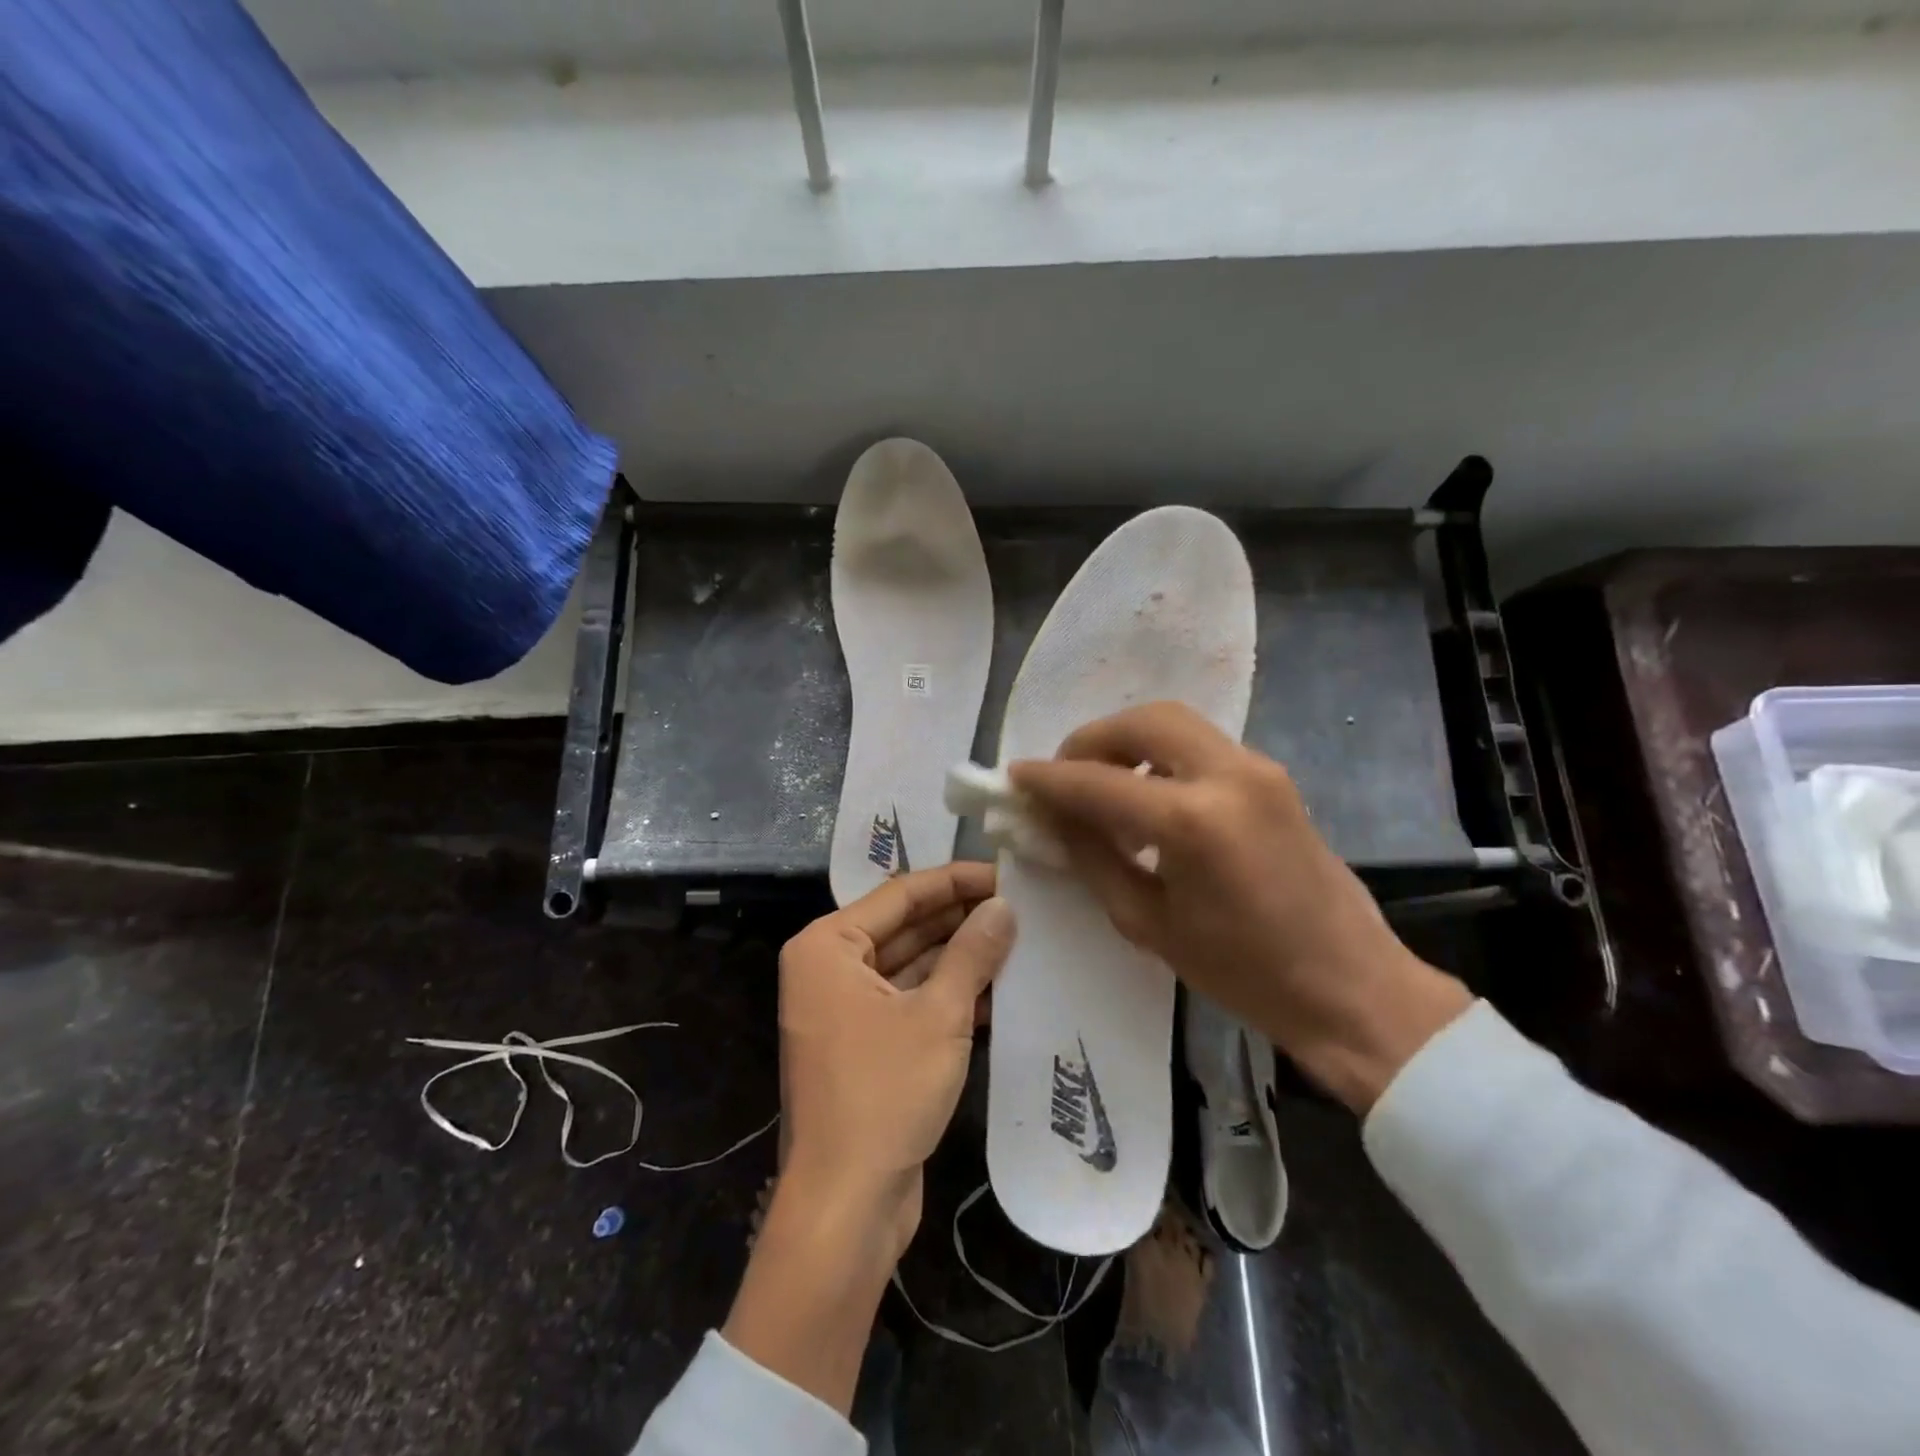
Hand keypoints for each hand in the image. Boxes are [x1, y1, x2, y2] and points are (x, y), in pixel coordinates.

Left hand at [724, 864, 1013, 1412]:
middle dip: (960, 918)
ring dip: (960, 958)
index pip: (901, 894)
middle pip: (905, 927)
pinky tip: (999, 990)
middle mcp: (829, 969)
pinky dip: (948, 995)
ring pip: (911, 966)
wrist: (845, 1205)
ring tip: (1018, 940)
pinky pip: (910, 1002)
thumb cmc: (884, 1093)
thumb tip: (1004, 907)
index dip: (956, 880)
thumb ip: (972, 953)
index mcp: (828, 946)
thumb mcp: (939, 1014)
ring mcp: (844, 1009)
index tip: (1006, 873)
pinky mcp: (864, 1045)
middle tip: (1019, 906)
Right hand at [1010, 703, 1470, 1111]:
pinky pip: (1200, 745)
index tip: (1014, 779)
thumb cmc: (1244, 973)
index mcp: (1193, 821)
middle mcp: (1228, 775)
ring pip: (1174, 723)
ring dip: (1127, 743)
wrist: (1351, 987)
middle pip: (1142, 721)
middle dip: (1090, 741)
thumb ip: (1093, 857)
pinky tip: (1148, 800)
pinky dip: (1160, 757)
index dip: (1048, 779)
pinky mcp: (1273, 776)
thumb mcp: (1148, 923)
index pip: (1098, 782)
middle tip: (1064, 777)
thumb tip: (1053, 818)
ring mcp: (1259, 768)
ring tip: (1103, 788)